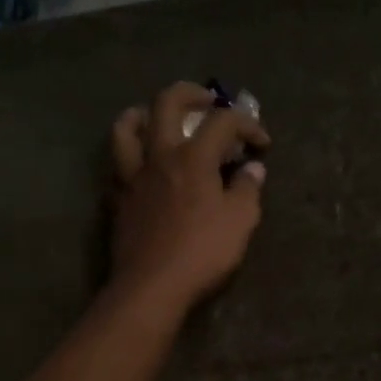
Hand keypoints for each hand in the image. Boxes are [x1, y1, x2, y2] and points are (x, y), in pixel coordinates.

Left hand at [108, 82, 269, 313]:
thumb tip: (253, 169)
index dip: (247, 124)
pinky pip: (118, 164)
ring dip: (143, 113)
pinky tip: (142, 165)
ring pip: (127, 128)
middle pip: (167, 103)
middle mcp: (159, 156)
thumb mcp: (240, 222)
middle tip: (207, 101)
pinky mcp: (118, 199)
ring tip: (157, 119)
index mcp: (193, 158)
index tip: (262, 144)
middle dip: (191, 93)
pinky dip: (131, 154)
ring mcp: (132, 176)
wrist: (152, 287)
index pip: (222, 121)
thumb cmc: (202, 253)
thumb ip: (248, 189)